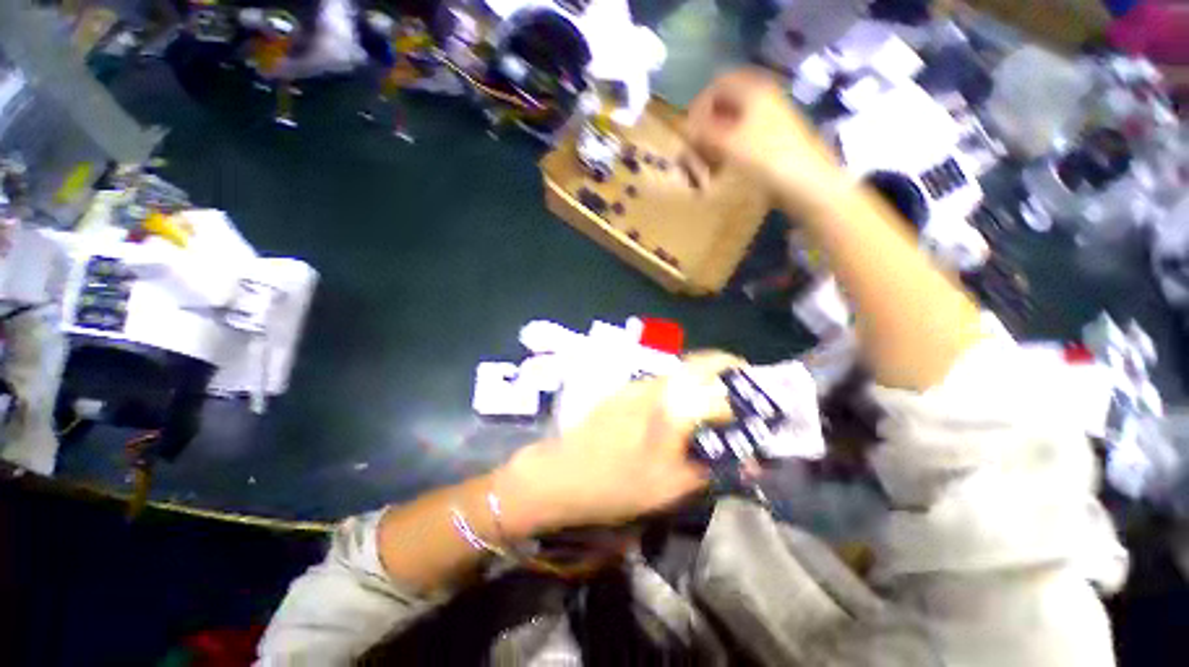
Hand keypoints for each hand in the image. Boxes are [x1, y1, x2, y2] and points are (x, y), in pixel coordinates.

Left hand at [497, 352, 741, 535]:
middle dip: (724, 369)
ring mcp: (636, 385)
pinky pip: (659, 381)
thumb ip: (710, 469)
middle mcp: (655, 386)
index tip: (752, 408)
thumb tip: (745, 463)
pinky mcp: (623, 391)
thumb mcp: (670, 487)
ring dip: (700, 377)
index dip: (739, 398)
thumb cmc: (617, 484)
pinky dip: (678, 386)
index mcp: (670, 407)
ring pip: (677, 371)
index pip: (717, 390)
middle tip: (738, 387)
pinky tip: (677, 409)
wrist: (562, 473)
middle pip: (697, 365)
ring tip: (711, 400)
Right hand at [685, 68, 843, 210]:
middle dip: (708, 123)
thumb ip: (702, 133)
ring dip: (717, 138)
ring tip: (709, 161)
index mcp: (753, 90)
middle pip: (726, 103)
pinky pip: (744, 136)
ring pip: (734, 120)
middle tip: (698, 146)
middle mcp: (763, 98)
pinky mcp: (774, 138)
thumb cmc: (767, 158)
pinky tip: (725, 167)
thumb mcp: (728, 143)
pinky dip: (730, 148)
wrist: (807, 182)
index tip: (690, 131)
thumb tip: (685, 128)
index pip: (718, 83)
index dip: (700, 105)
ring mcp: (771, 118)